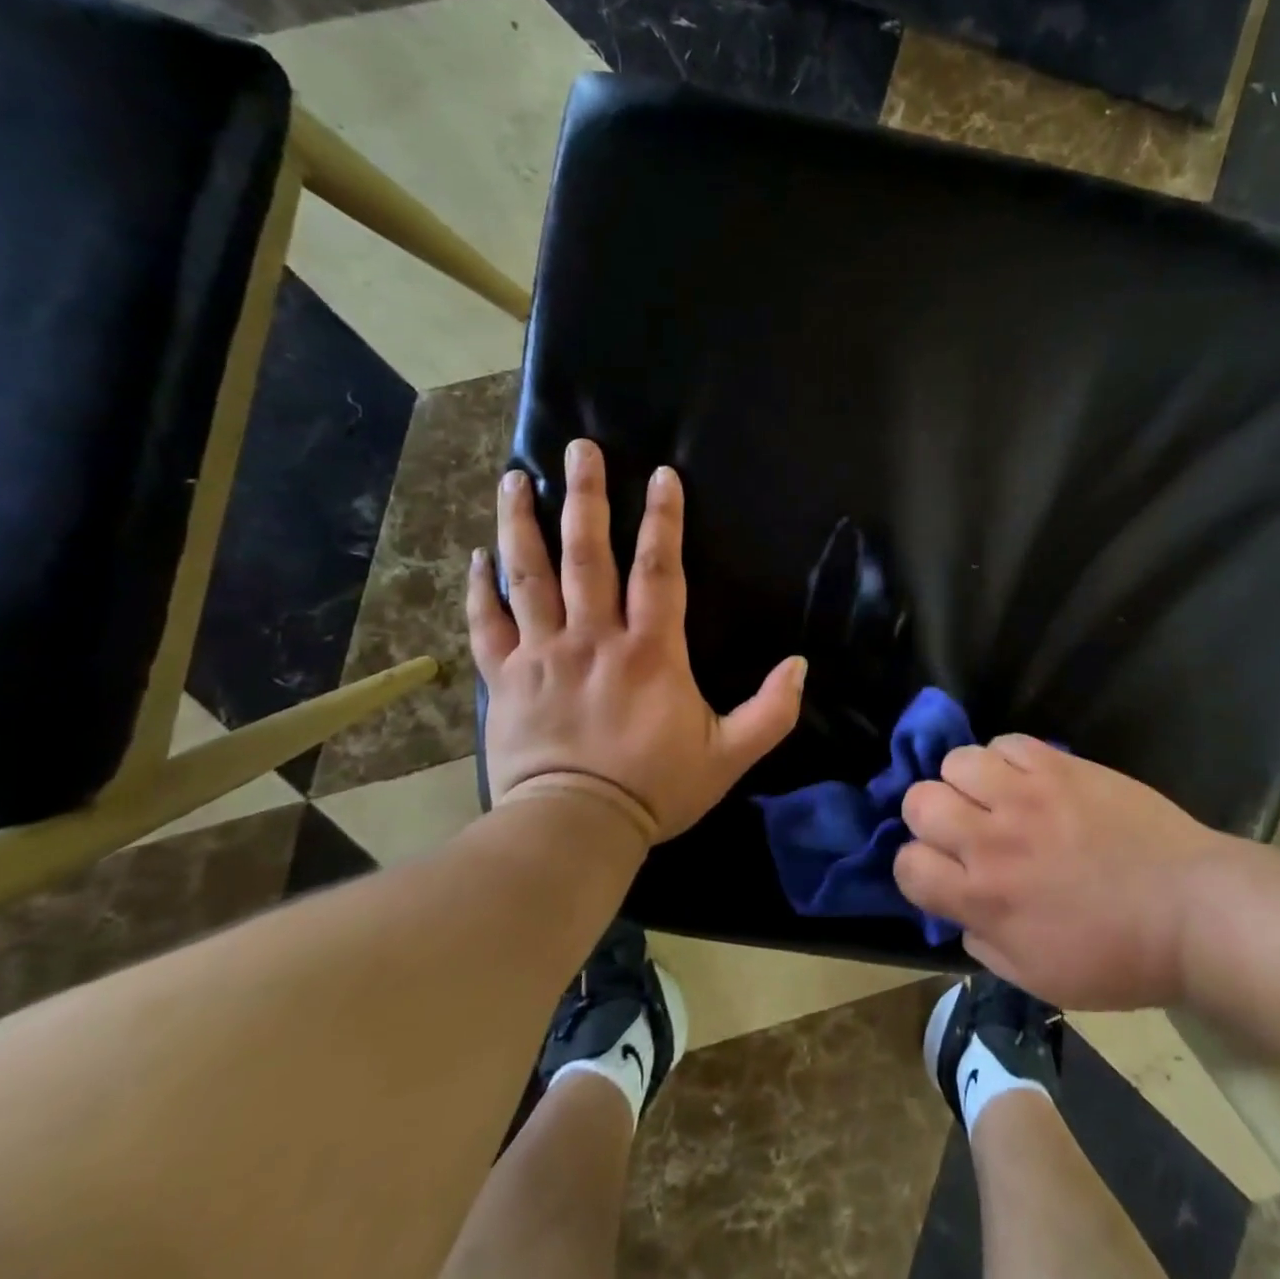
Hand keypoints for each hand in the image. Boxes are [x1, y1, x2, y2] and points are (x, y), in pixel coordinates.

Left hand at [467, 439, 807, 845]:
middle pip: (586, 554)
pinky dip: (481, 589)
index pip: (659, 570)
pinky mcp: (504, 679)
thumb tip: (801, 665)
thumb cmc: (656, 788)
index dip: (664, 519)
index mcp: (650, 651)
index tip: (661, 475)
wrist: (575, 830)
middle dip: (584, 497)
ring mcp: (543, 654)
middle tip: (579, 449)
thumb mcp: (730, 755)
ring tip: (517, 479)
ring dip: (523, 524)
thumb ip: (772, 710)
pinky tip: (478, 555)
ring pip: (529, 576)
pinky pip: (488, 625)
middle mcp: (594, 638)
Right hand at [894, 738, 1222, 1009]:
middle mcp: (993, 839)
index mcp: (985, 897)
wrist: (1191, 908)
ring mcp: (1026, 794)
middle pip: (919, 801)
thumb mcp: (1039, 978)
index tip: (941, 871)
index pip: (908, 865)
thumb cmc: (1118, 957)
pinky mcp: (1059, 764)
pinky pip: (1006, 741)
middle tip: (963, 828)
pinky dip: (1006, 759)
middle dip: (930, 816)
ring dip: (966, 781)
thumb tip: (959, 909)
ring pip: (956, 760)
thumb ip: (984, 942)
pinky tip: (1027, 779)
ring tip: (994, 796)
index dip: (916, 868)